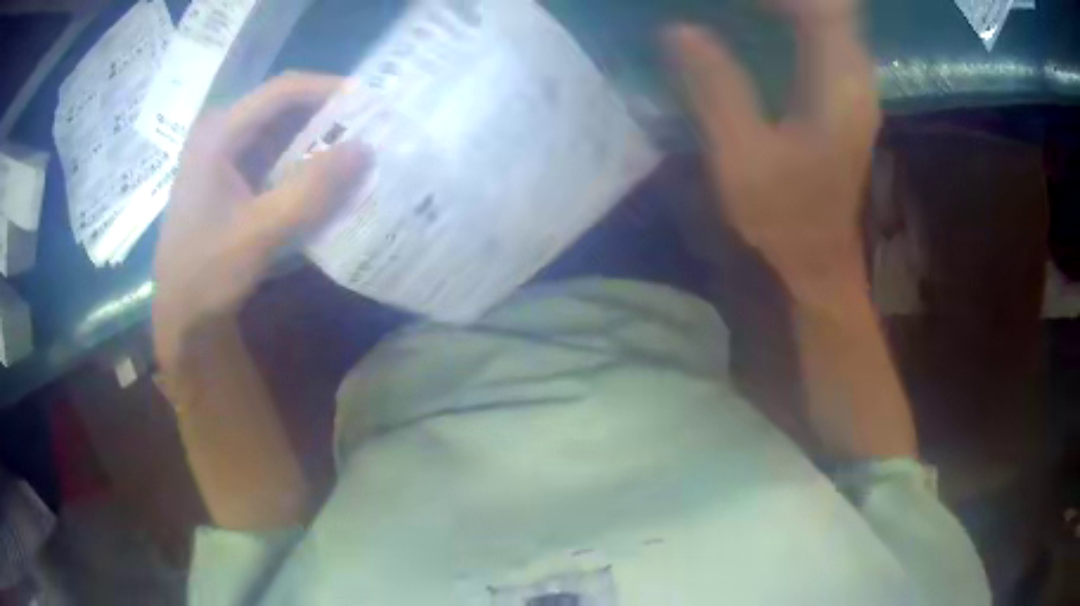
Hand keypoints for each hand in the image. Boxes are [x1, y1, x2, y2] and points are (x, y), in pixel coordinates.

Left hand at [153, 72, 368, 367]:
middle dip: (326, 116)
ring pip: (278, 132)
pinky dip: (300, 163)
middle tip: (369, 129)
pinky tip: (323, 179)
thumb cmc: (208, 273)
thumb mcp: (259, 233)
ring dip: (316, 140)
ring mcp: (222, 156)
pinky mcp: (228, 178)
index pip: (281, 91)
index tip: (369, 102)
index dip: (327, 89)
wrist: (181, 315)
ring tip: (354, 152)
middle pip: (281, 107)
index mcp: (218, 134)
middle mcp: (219, 134)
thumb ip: (310, 190)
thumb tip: (365, 149)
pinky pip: (271, 157)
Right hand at [667, 0, 879, 294]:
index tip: (736, 1)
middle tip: (735, 3)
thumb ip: (716, 88)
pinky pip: (826, 31)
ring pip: (831, 16)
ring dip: (791, 5)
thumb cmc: (784, 217)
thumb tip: (679, 29)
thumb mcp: (742, 157)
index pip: (823, 7)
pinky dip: (795, 16)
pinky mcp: (845, 93)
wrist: (819, 258)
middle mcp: (856, 77)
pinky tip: (762, 17)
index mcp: (838, 87)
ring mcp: (854, 84)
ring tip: (743, 6)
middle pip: (834, 6)